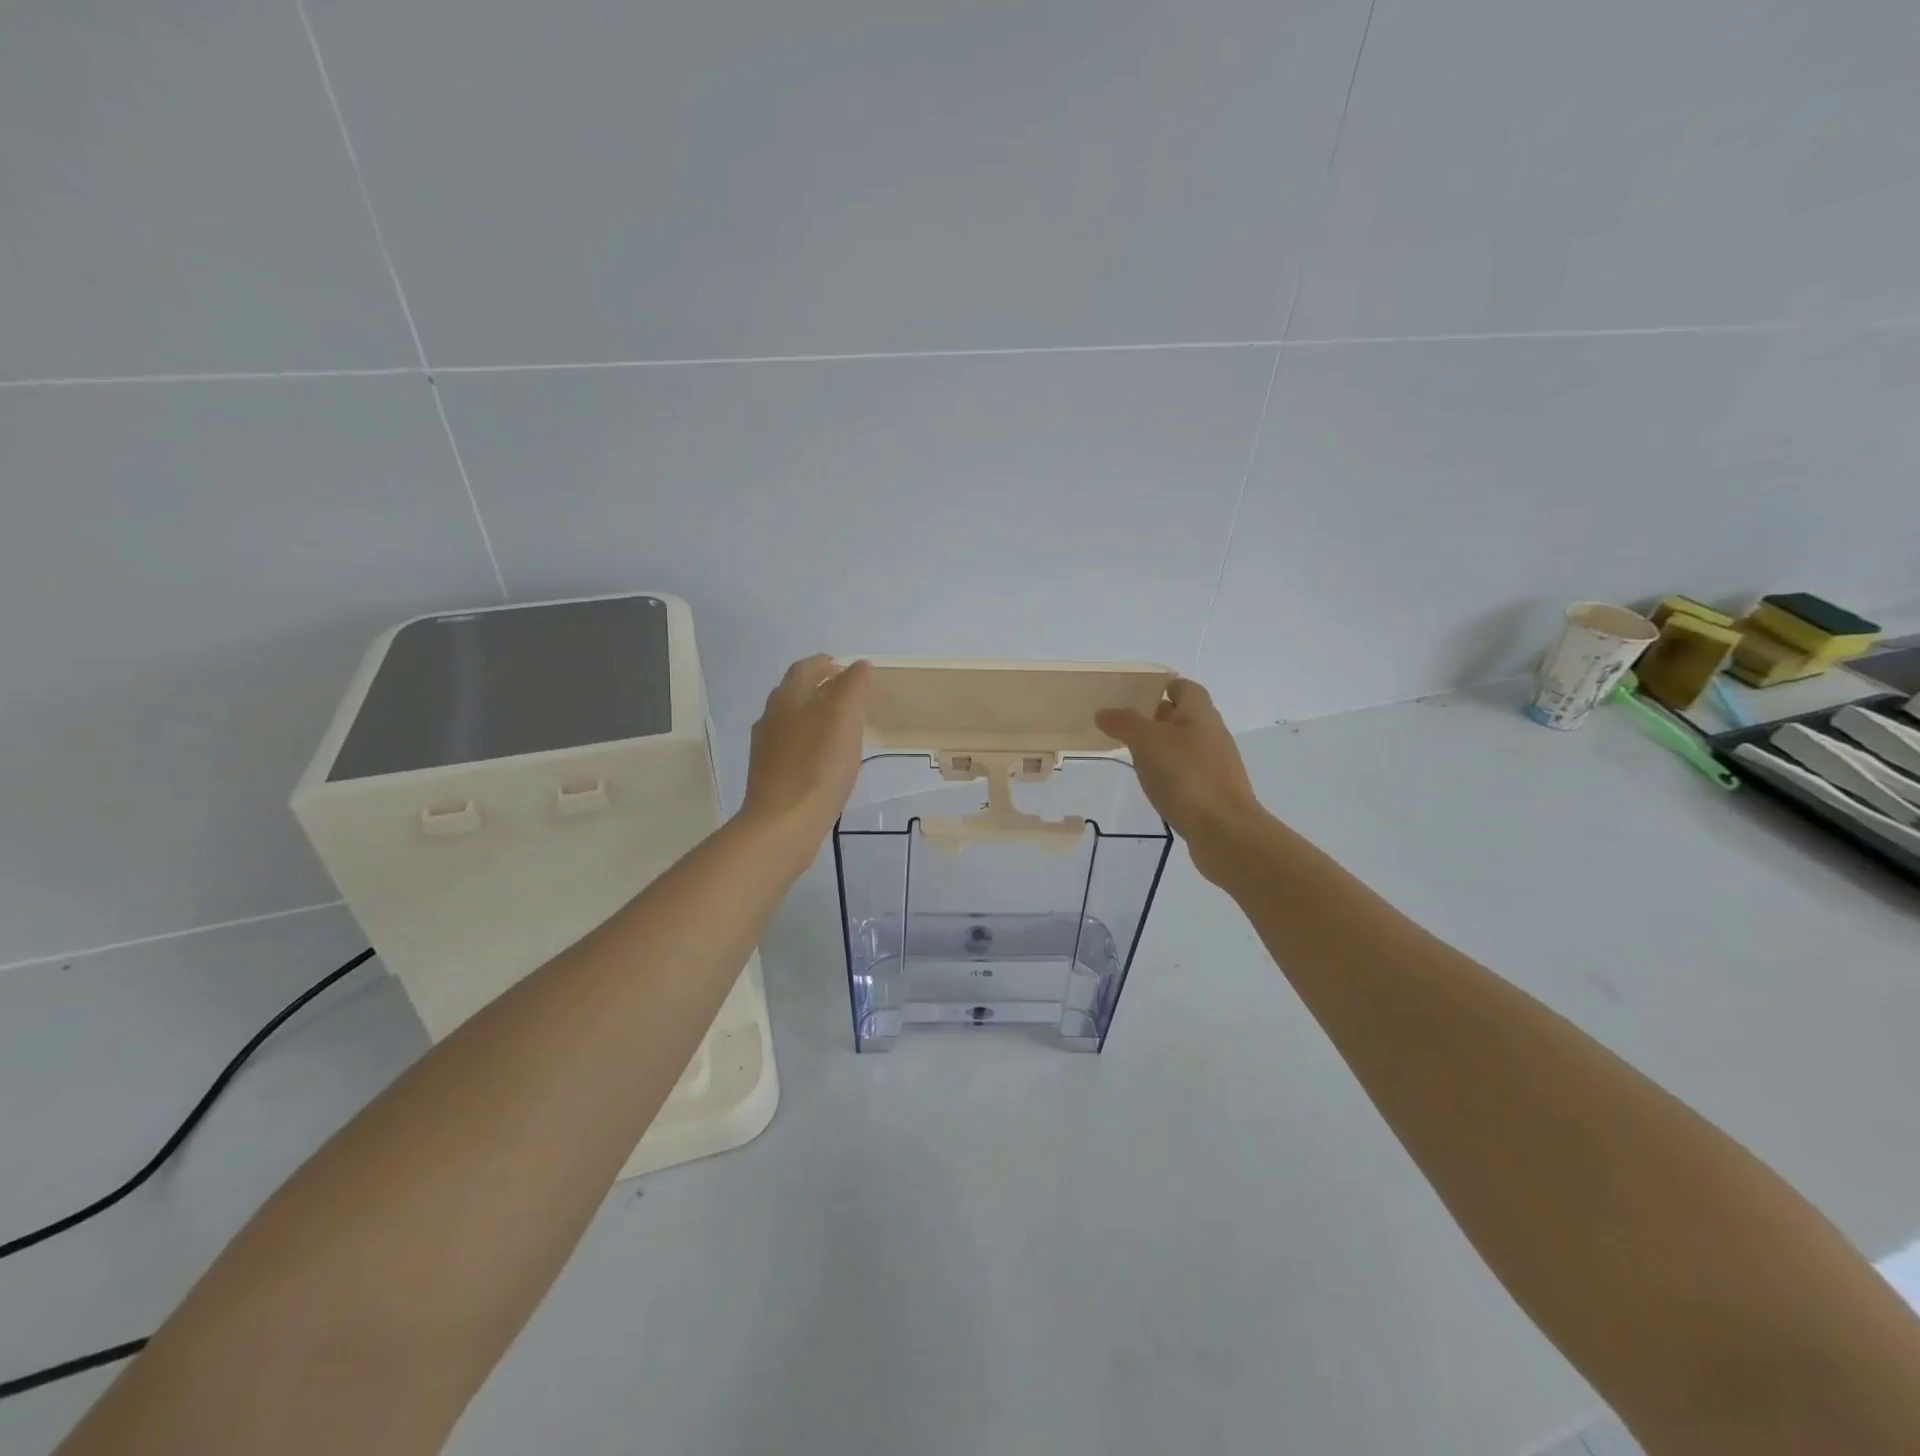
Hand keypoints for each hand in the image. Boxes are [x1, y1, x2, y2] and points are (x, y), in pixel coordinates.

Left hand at [740, 655, 871, 863]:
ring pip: (790, 721)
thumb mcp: (844, 719)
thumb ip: (852, 687)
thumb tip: (858, 665)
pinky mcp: (769, 775)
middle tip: (845, 693)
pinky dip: (808, 742)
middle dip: (817, 687)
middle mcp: (771, 718)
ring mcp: (766, 749)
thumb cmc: (818, 767)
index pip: (804, 669)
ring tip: (838, 726)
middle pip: (793, 693)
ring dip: (812, 715)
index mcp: (788, 699)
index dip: (824, 664)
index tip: (844, 667)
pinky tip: (823, 759)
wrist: (782, 824)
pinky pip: (790, 748)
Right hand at [1095, 678, 1263, 878]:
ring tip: (1134, 755)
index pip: (1185, 687)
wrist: (1224, 830)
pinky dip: (1170, 772)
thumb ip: (1124, 723)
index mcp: (1200, 713)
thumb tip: (1104, 712)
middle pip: (1185, 716)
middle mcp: (1212, 733)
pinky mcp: (1214, 791)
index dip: (1163, 686)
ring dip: (1163, 747)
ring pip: (1186, 745)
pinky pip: (1188, 772)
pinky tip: (1154, 785)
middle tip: (1126, 724)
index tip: (1136, 694)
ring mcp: (1216, 764)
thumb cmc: (1186, 775)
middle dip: (1157, 717)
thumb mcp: (1147, 742)